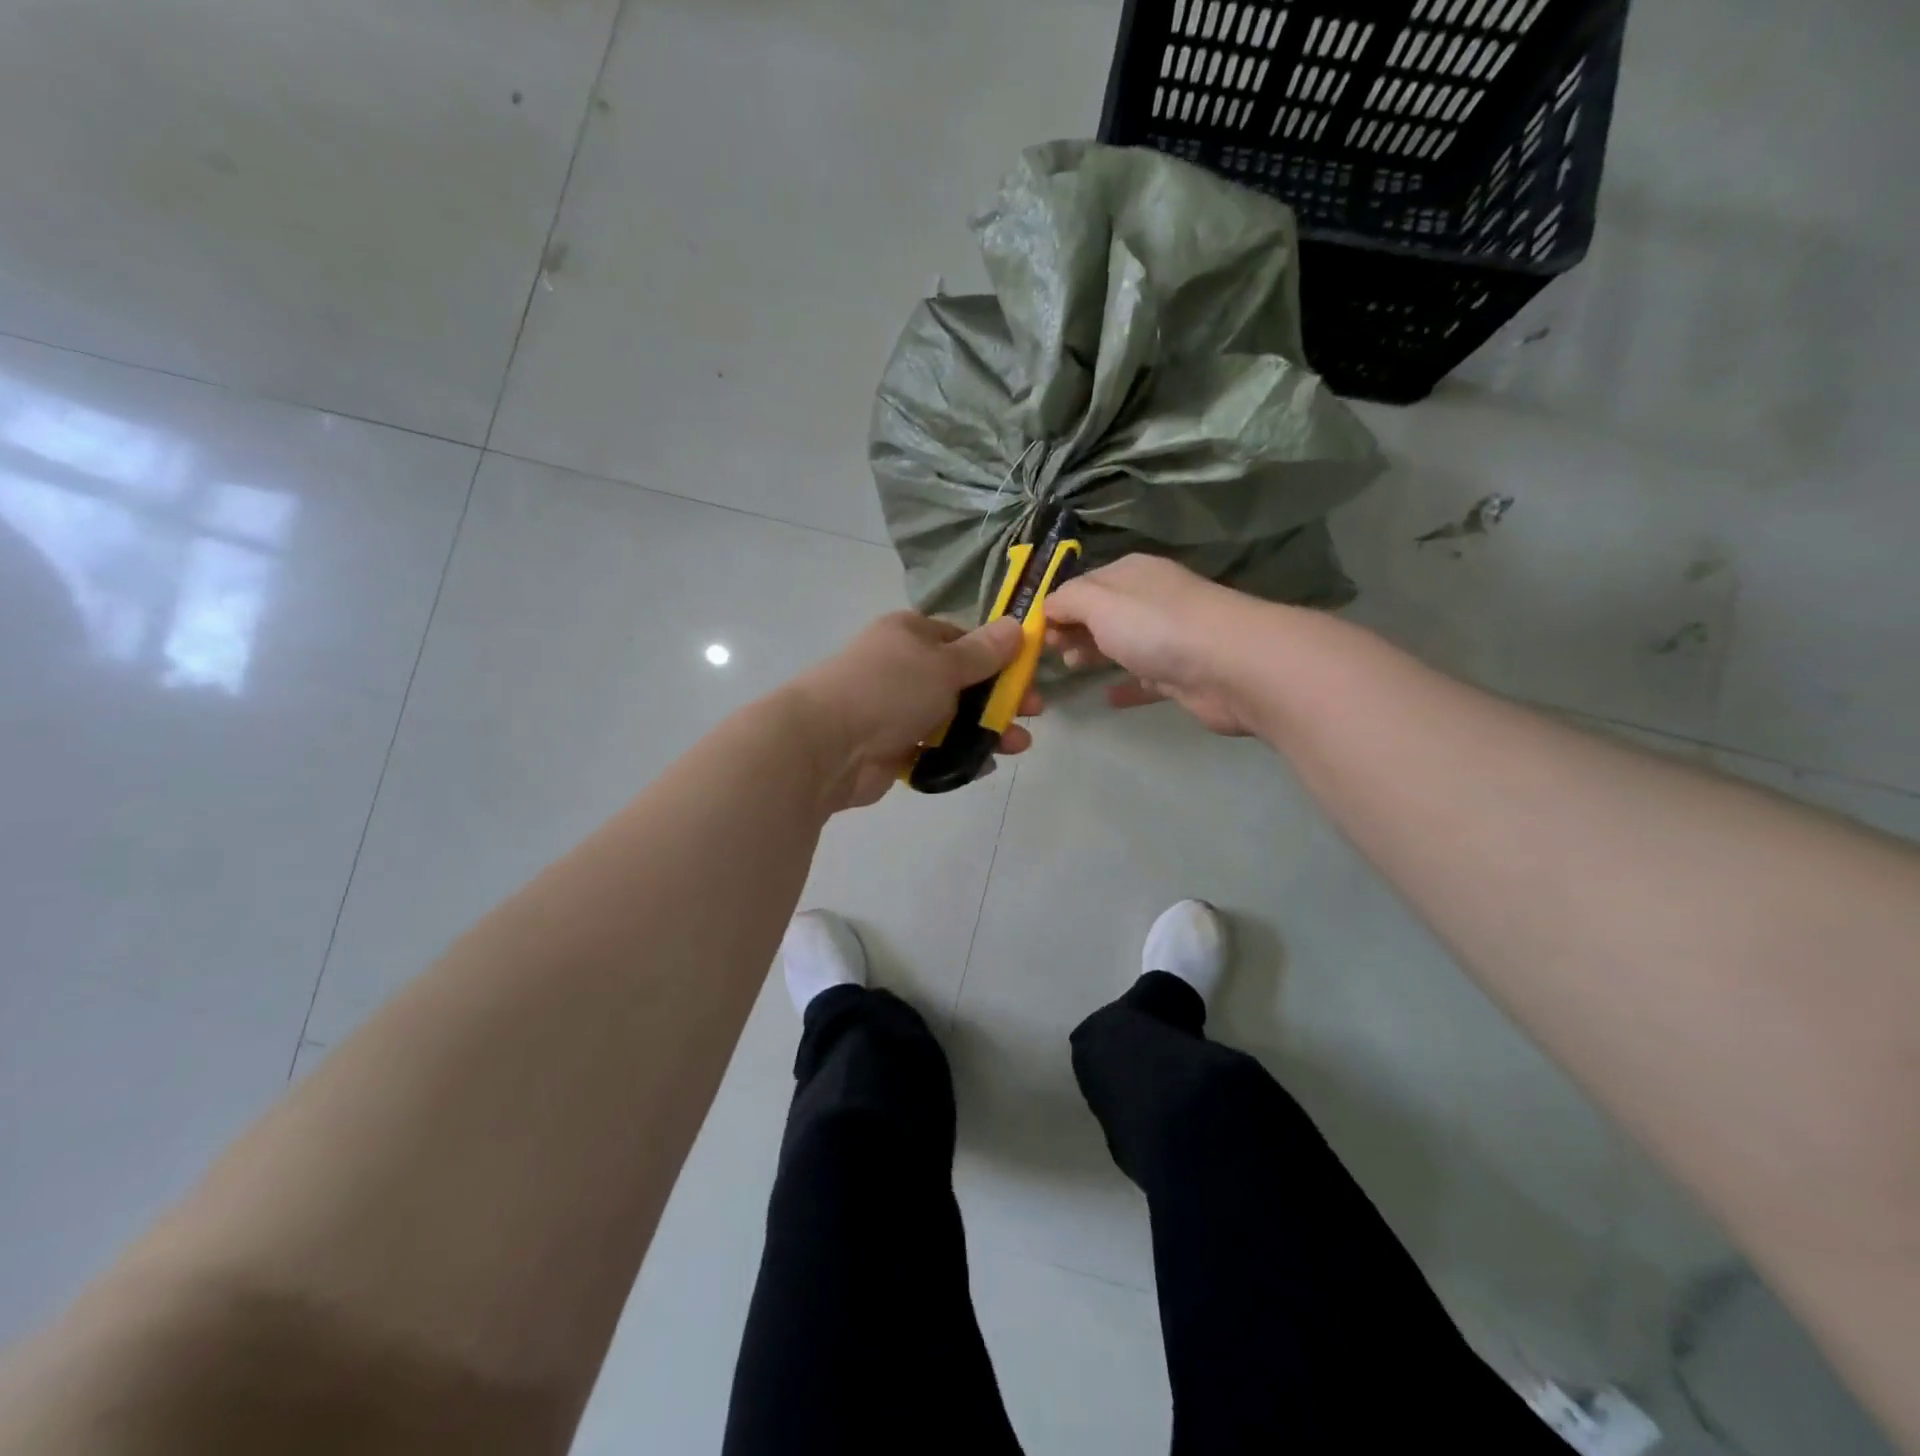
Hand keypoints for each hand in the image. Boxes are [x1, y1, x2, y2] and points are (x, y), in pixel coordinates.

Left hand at [788, 612, 1040, 810]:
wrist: (827, 746)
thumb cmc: (889, 690)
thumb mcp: (944, 664)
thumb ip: (983, 652)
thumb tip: (1018, 625)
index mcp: (910, 635)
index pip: (962, 639)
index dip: (998, 656)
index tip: (1027, 674)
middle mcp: (903, 669)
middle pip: (963, 682)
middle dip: (1000, 698)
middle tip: (1034, 713)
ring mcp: (897, 711)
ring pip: (953, 718)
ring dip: (987, 730)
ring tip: (1017, 745)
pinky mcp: (894, 748)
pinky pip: (935, 749)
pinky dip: (959, 755)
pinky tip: (983, 764)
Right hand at [1045, 555, 1264, 736]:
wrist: (1232, 666)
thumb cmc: (1157, 627)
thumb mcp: (1099, 602)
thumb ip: (1067, 601)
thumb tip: (1046, 606)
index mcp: (1130, 574)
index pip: (1084, 584)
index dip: (1056, 606)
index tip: (1032, 634)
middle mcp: (1150, 600)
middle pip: (1101, 614)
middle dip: (1072, 629)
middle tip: (1050, 653)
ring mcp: (1168, 638)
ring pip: (1122, 644)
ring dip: (1094, 653)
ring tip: (1071, 668)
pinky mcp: (1181, 675)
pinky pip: (1145, 679)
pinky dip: (1125, 686)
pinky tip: (1107, 699)